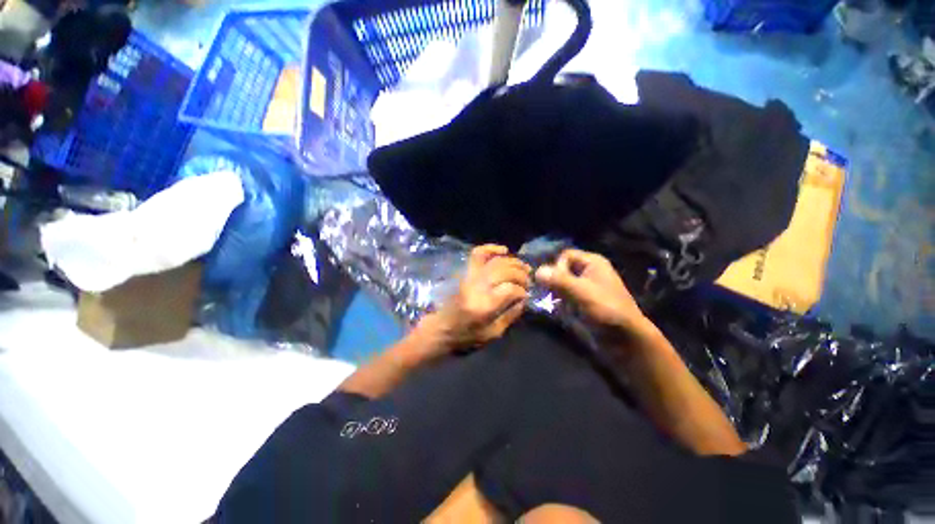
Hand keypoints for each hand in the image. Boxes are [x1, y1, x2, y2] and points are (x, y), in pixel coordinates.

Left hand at [420, 245, 530, 348]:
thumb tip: (524, 299)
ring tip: (524, 268)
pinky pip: (478, 253)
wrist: (441, 328)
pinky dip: (492, 248)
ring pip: (496, 261)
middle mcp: (477, 286)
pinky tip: (504, 250)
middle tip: (528, 281)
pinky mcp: (465, 272)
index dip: (522, 291)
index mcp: (484, 305)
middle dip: (521, 274)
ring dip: (513, 262)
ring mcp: (470, 276)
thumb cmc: (466, 335)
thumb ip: (511, 315)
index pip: (511, 289)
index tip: (526, 295)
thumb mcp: (493, 333)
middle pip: (505, 271)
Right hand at [535, 249, 651, 337]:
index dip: (557, 267)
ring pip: (561, 283)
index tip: (555, 283)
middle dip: (553, 280)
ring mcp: (586, 287)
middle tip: (548, 293)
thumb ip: (559, 280)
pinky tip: (556, 308)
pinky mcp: (583, 301)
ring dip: (553, 291)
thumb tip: (537, 271)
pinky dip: (558, 300)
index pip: (565, 256)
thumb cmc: (606, 309)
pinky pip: (565, 295)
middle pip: (562, 269)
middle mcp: (588, 271)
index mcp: (593, 263)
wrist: (625, 338)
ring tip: (550, 302)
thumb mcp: (581, 292)